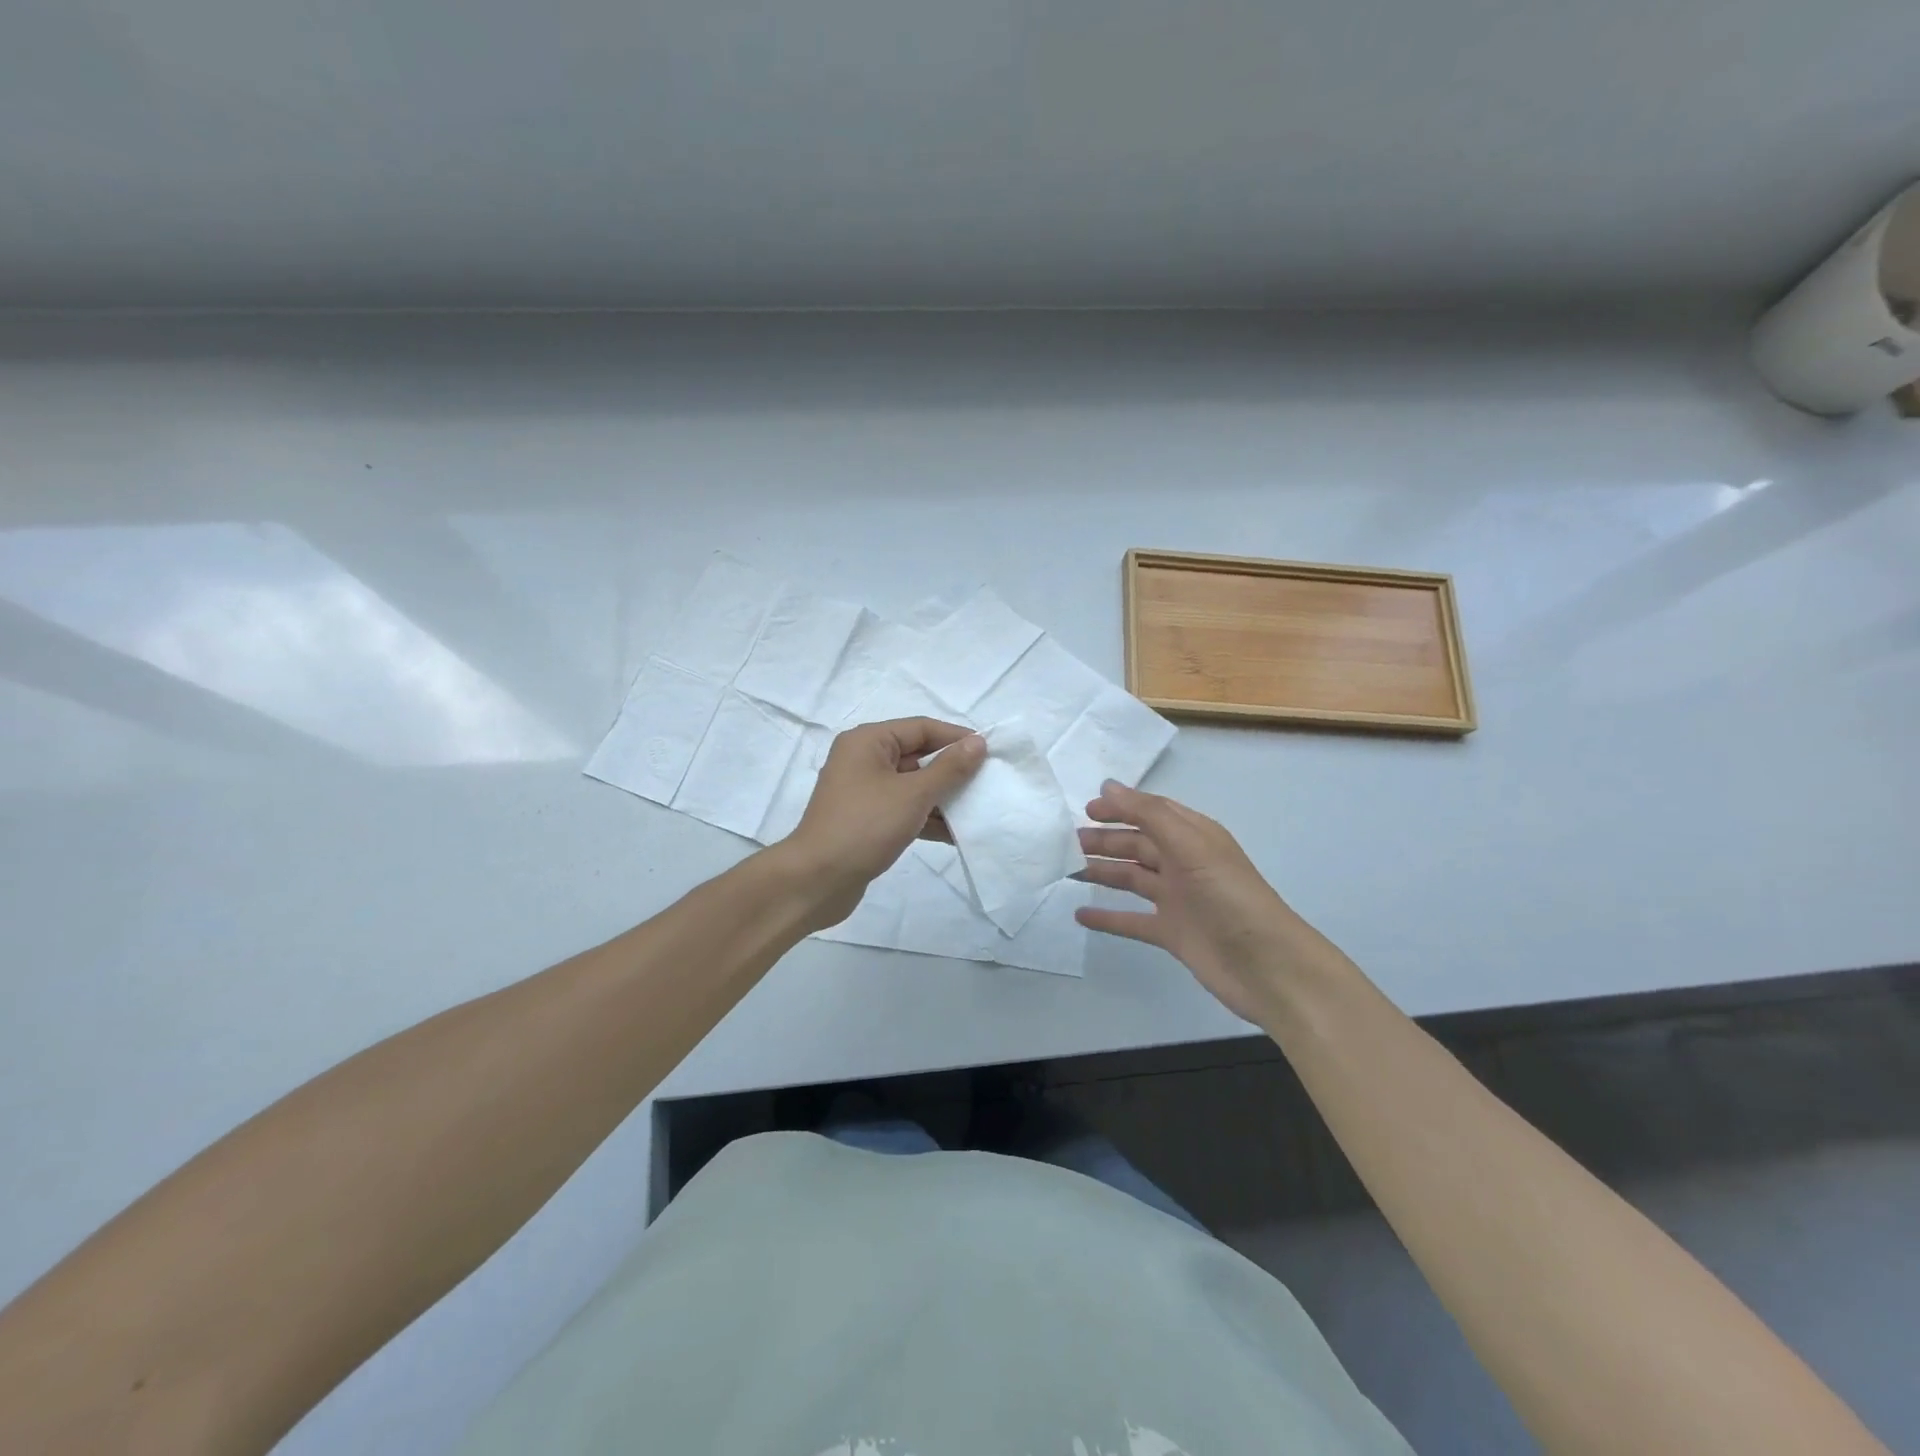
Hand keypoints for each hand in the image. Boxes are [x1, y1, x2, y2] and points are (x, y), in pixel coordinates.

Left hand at [782, 718, 985, 925]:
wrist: (817, 880)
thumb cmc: (865, 826)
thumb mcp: (913, 794)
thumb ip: (949, 768)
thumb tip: (977, 742)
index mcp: (868, 742)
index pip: (921, 728)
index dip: (956, 738)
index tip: (990, 752)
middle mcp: (863, 760)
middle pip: (918, 756)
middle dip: (952, 770)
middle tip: (988, 782)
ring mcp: (864, 792)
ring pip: (913, 786)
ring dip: (943, 798)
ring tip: (979, 809)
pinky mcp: (867, 820)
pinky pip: (904, 810)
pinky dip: (927, 818)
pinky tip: (956, 834)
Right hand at [1076, 780, 1329, 1024]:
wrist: (1267, 966)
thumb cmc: (1230, 896)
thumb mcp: (1190, 846)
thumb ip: (1148, 814)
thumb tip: (1108, 786)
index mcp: (1194, 837)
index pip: (1151, 812)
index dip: (1120, 808)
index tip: (1085, 810)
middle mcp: (1184, 863)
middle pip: (1137, 844)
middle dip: (1104, 840)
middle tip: (1065, 843)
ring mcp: (1178, 899)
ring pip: (1131, 879)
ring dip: (1101, 872)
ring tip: (1066, 869)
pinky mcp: (1172, 933)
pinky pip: (1132, 919)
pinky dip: (1107, 917)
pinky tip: (1080, 914)